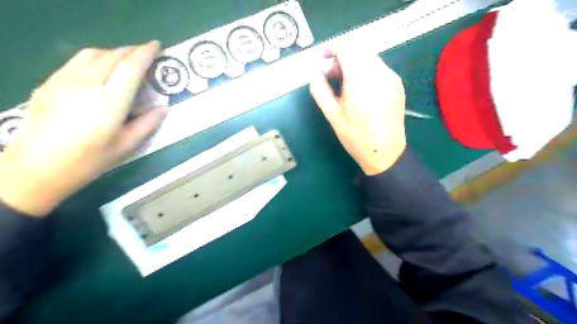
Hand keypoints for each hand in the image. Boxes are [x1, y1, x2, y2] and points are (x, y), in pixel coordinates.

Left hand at [0, 41, 164, 216]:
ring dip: (113, 52)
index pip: (131, 67)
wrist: (38, 166)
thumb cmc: (90, 159)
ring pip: (92, 53)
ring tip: (124, 60)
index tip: (156, 45)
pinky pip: (76, 61)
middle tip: (145, 54)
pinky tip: (99, 70)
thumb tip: (163, 107)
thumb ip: (148, 123)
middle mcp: (88, 84)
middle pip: (113, 55)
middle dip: (131, 50)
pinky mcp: (50, 83)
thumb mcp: (127, 145)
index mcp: (111, 101)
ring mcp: (65, 80)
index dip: (146, 53)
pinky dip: (94, 58)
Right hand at [309, 48, 407, 174]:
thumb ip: (320, 90)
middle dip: (343, 57)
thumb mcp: (332, 115)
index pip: (347, 48)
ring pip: (370, 57)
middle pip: (359, 50)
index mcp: (361, 79)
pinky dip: (366, 70)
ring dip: (354, 63)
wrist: (385, 152)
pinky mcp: (398, 85)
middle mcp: (379, 73)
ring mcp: (391, 78)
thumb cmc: (356, 136)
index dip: (333, 48)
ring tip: (346, 84)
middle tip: (332, 76)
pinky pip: (379, 68)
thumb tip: (315, 75)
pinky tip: (361, 89)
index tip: (324, 58)